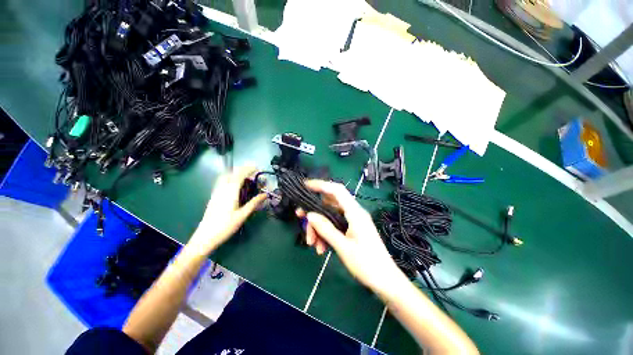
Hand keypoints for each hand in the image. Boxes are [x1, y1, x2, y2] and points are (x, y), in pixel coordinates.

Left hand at [187, 166, 265, 255]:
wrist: (205, 237)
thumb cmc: (225, 226)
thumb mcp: (243, 215)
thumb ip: (254, 203)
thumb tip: (265, 195)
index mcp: (230, 192)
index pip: (240, 175)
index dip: (249, 169)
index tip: (257, 168)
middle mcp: (222, 189)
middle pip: (232, 173)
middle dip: (243, 169)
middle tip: (253, 172)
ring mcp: (216, 192)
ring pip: (225, 176)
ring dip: (236, 173)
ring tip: (246, 177)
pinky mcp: (213, 196)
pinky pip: (222, 181)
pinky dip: (230, 178)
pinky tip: (235, 185)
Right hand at [297, 180, 400, 291]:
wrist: (385, 280)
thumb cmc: (367, 264)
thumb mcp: (343, 246)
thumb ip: (326, 229)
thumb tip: (309, 215)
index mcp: (355, 212)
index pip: (337, 190)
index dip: (321, 185)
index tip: (305, 186)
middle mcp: (353, 213)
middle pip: (329, 205)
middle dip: (314, 213)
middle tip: (300, 219)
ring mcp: (352, 221)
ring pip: (329, 217)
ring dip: (318, 228)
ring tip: (312, 244)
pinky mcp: (351, 229)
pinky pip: (334, 226)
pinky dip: (325, 234)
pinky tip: (321, 248)